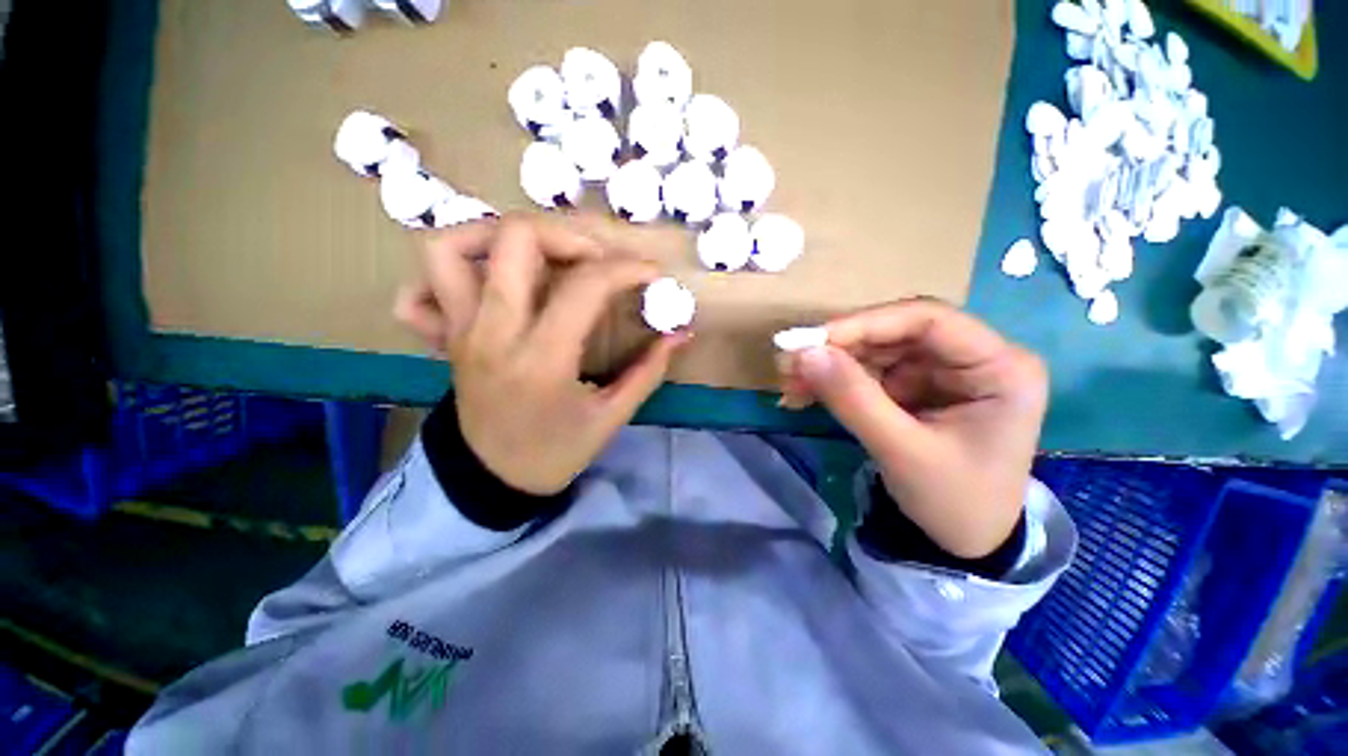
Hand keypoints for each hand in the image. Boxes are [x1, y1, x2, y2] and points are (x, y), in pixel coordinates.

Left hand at [395, 214, 687, 494]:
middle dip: (568, 235)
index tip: (651, 273)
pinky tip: (488, 282)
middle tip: (598, 259)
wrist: (495, 478)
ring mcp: (459, 331)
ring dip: (499, 234)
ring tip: (541, 254)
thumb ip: (649, 370)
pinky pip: (417, 289)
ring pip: (450, 246)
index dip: (626, 269)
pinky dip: (450, 272)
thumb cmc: (557, 451)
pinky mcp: (444, 337)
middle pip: (513, 240)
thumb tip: (682, 333)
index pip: (584, 285)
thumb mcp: (612, 416)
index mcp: (541, 360)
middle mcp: (492, 333)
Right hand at [778, 299, 1046, 557]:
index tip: (813, 341)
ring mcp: (942, 372)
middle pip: (896, 333)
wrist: (968, 542)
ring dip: (831, 366)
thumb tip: (804, 354)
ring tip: (791, 384)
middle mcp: (973, 358)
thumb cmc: (955, 501)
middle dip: (839, 349)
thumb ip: (854, 399)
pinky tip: (807, 394)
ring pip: (876, 351)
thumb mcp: (903, 452)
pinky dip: (836, 382)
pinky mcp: (918, 387)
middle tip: (790, 364)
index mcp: (1000, 367)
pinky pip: (870, 372)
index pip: (928, 319)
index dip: (865, 323)